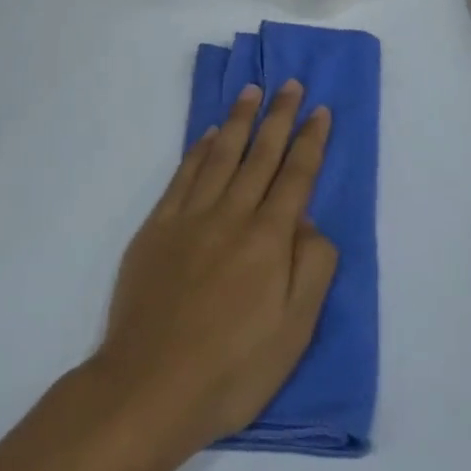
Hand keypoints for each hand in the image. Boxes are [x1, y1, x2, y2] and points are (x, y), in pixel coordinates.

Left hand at [88, 83, 336, 465]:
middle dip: (280, 116)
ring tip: (252, 91)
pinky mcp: (158, 226)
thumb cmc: (232, 369)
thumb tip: (311, 222)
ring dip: (239, 119)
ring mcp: (190, 217)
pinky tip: (209, 134)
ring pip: (222, 154)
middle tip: (291, 84)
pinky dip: (199, 149)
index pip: (297, 176)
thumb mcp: (294, 332)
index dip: (311, 140)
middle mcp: (232, 215)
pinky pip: (184, 175)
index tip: (320, 110)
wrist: (150, 386)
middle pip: (261, 155)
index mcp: (269, 240)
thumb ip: (312, 269)